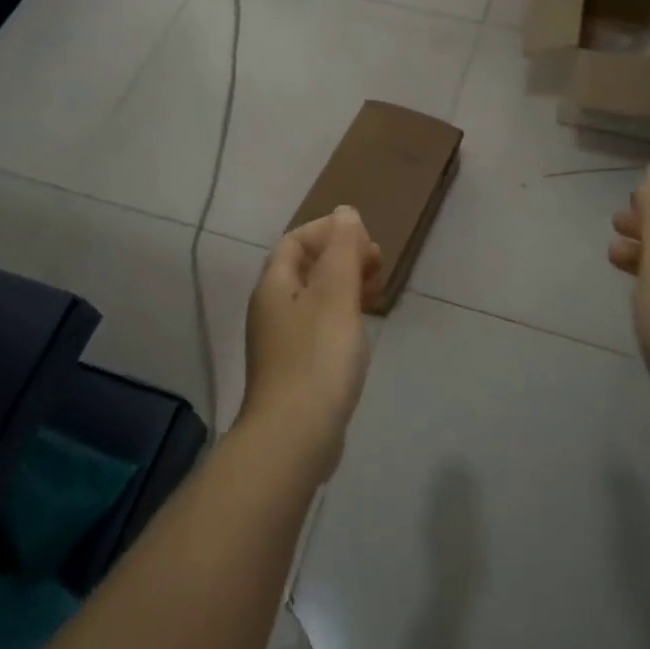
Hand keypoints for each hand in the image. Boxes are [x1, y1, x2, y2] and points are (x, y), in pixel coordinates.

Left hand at [241, 207, 381, 479]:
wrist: (295, 435)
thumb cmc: (318, 357)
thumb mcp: (336, 294)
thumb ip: (342, 250)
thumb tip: (344, 213)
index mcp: (275, 285)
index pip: (295, 241)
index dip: (328, 231)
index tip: (365, 238)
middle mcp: (271, 308)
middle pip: (305, 269)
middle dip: (341, 258)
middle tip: (378, 264)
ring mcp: (281, 342)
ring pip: (314, 299)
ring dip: (345, 286)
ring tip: (377, 292)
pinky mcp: (295, 369)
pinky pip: (318, 326)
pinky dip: (341, 316)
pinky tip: (361, 329)